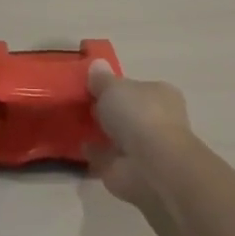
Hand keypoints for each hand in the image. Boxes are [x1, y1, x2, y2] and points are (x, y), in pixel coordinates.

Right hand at [85, 62, 193, 208]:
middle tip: (80, 105)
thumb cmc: (138, 115)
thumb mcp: (114, 87)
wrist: (151, 165)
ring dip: (102, 133)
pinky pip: (108, 157)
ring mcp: (145, 148)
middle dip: (108, 111)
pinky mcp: (131, 171)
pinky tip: (78, 145)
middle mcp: (157, 120)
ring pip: (119, 136)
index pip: (137, 87)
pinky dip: (95, 153)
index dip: (116, 86)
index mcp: (160, 94)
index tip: (92, 87)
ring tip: (74, 124)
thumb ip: (102, 79)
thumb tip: (97, 64)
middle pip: (128, 112)